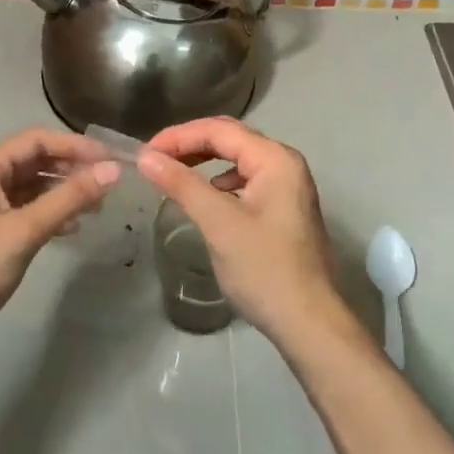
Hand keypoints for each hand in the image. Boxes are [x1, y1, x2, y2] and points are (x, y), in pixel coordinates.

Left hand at [0, 128, 120, 367]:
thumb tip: (112, 171)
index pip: (36, 141)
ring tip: (97, 206)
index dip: (74, 146)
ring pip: (33, 188)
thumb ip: (69, 198)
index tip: (110, 159)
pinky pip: (28, 212)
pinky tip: (72, 229)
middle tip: (108, 184)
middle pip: (35, 161)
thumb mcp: (24, 231)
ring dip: (64, 193)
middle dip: (71, 169)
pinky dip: (52, 215)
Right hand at [139, 118, 348, 349]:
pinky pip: (245, 181)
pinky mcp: (283, 209)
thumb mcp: (219, 223)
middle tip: (154, 160)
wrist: (308, 322)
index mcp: (275, 159)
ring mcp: (287, 187)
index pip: (220, 130)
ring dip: (203, 161)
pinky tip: (204, 197)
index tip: (145, 153)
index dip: (179, 136)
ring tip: (172, 174)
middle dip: (190, 145)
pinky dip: (218, 181)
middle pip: (230, 139)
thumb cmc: (264, 269)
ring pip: (237, 160)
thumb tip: (145, 158)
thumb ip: (182, 184)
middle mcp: (285, 164)